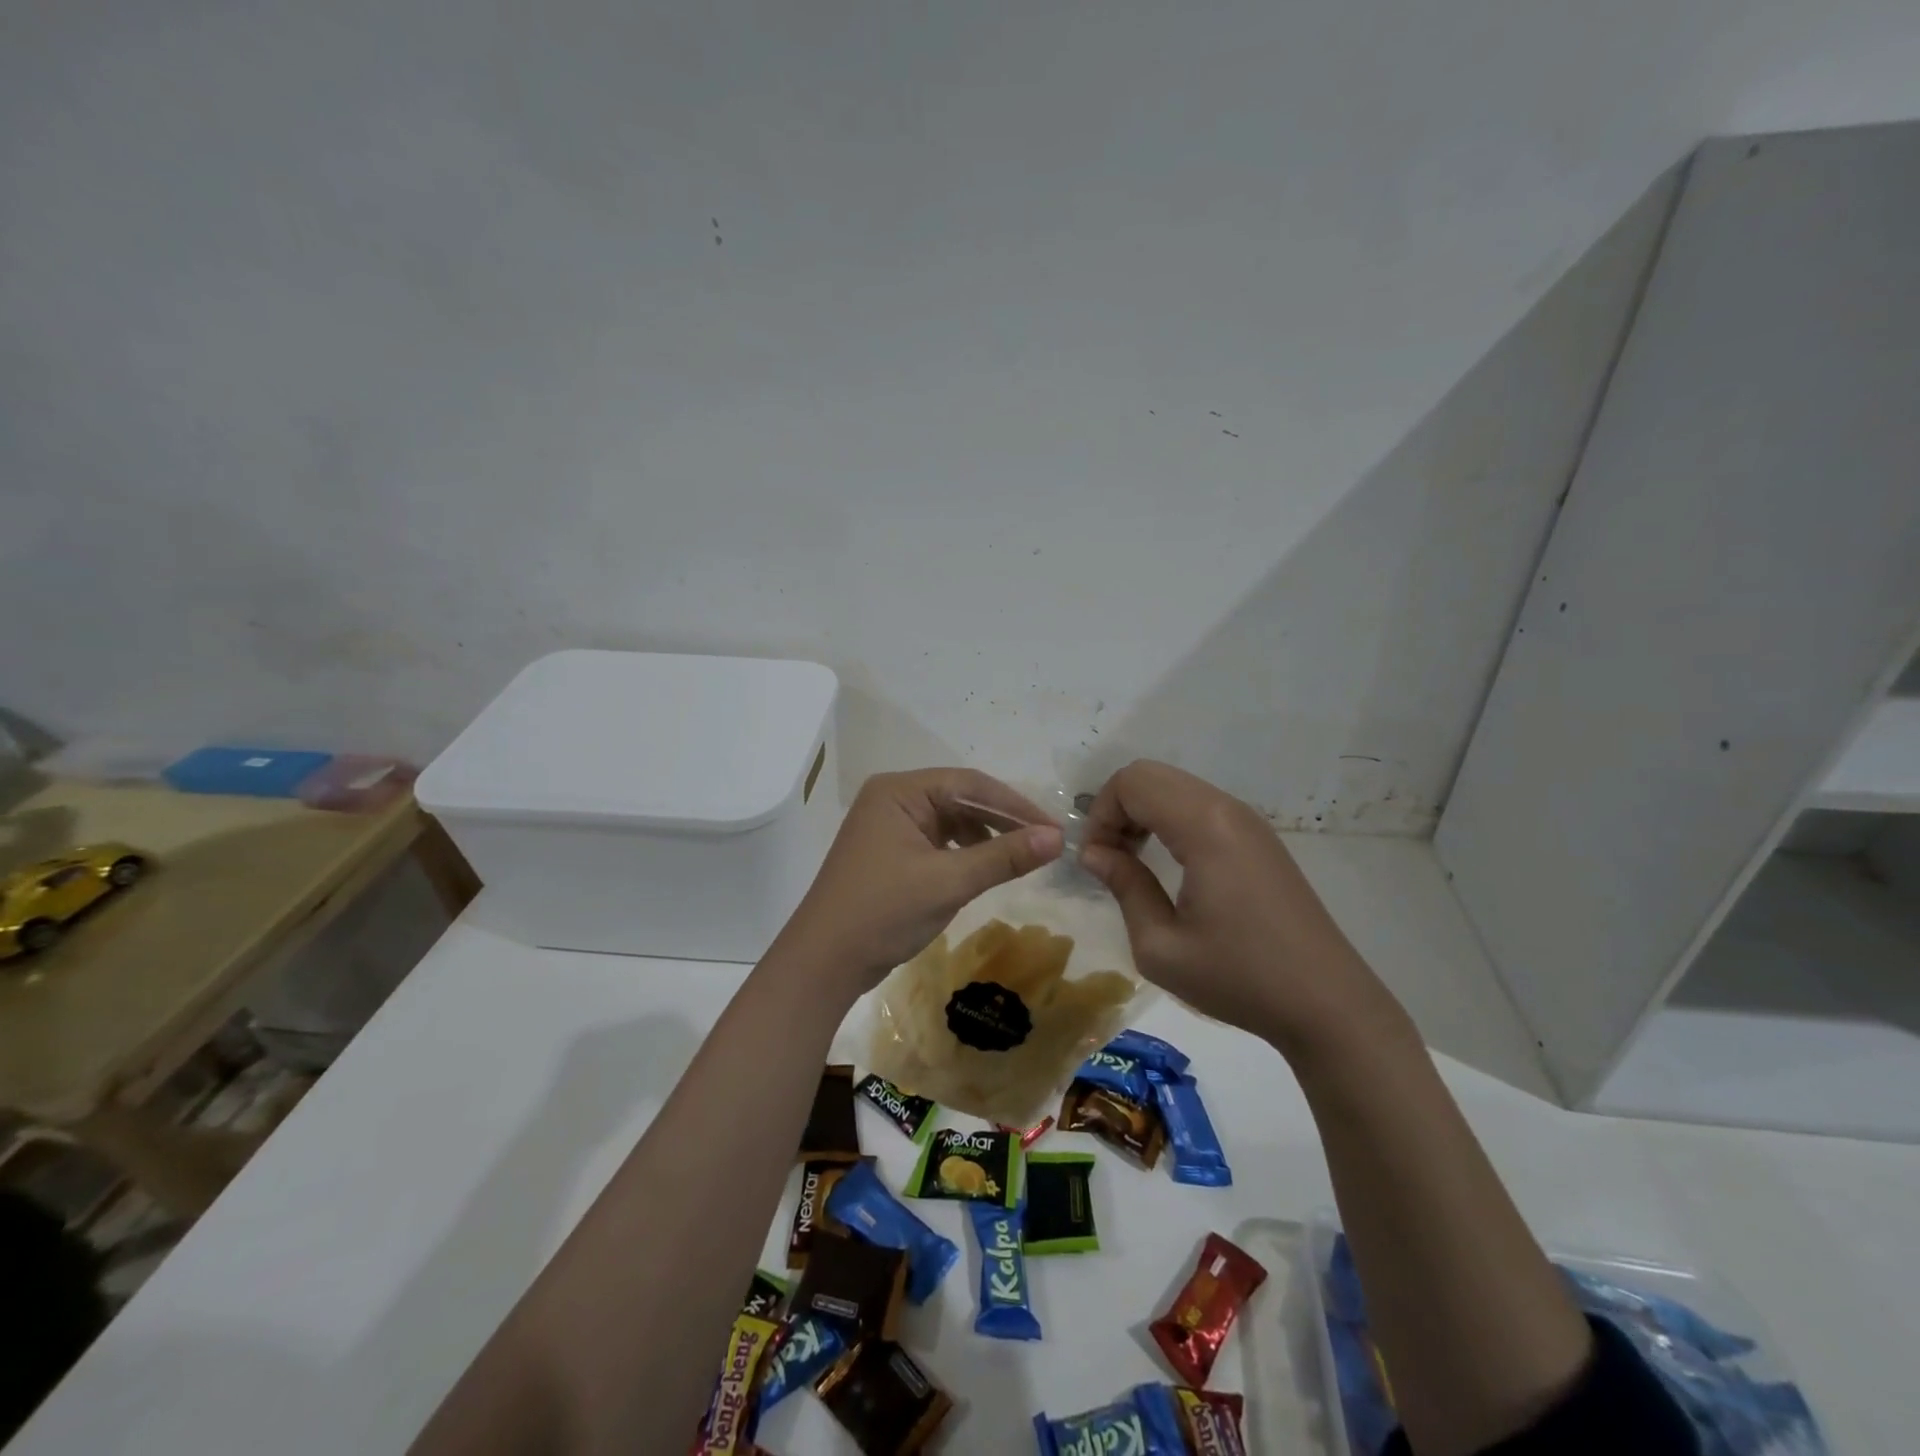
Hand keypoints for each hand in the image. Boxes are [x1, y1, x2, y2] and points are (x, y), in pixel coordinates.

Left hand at [779, 769, 1063, 997]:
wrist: (823, 963)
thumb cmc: (884, 912)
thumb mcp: (949, 882)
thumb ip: (1003, 856)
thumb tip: (1057, 838)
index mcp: (899, 791)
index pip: (969, 783)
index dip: (1015, 805)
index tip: (1054, 828)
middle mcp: (892, 799)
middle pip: (960, 798)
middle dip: (1002, 820)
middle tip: (1045, 842)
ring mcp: (888, 826)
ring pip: (950, 820)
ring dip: (985, 836)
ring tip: (1019, 857)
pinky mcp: (889, 852)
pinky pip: (936, 840)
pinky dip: (963, 852)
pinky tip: (983, 868)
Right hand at [1080, 760, 1390, 1052]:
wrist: (1327, 1003)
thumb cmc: (1239, 978)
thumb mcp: (1161, 947)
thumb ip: (1124, 887)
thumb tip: (1094, 853)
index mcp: (1205, 828)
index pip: (1133, 782)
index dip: (1101, 814)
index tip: (1096, 860)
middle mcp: (1228, 809)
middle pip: (1152, 774)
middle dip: (1118, 808)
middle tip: (1110, 858)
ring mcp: (1249, 820)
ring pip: (1175, 786)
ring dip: (1143, 812)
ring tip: (1134, 862)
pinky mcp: (1259, 837)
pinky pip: (1199, 804)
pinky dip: (1169, 819)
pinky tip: (1168, 863)